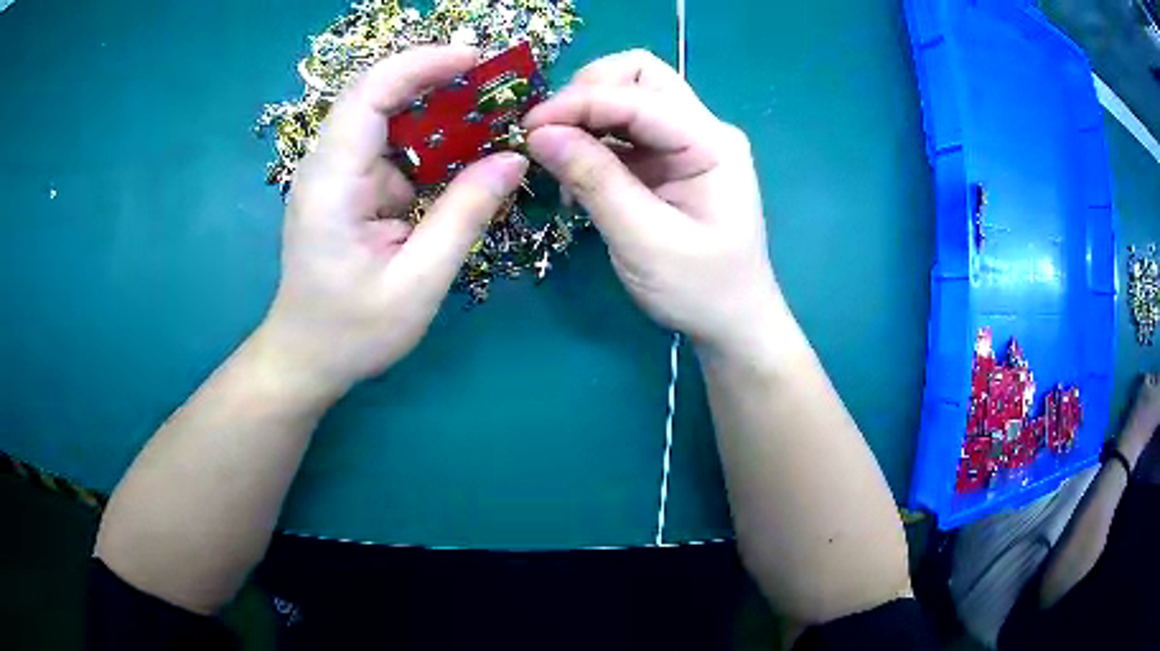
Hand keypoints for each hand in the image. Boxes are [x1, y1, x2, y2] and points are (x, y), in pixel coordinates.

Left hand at [254, 46, 528, 399]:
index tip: (476, 60)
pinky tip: (467, 153)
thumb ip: (464, 216)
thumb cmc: (352, 333)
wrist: (306, 358)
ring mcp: (336, 174)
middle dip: (438, 79)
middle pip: (378, 95)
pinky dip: (432, 143)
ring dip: (440, 110)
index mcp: (331, 184)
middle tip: (497, 85)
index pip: (369, 94)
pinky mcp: (349, 186)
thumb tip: (514, 159)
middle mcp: (327, 166)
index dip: (421, 65)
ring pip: (388, 118)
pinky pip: (393, 148)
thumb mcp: (416, 284)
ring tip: (494, 115)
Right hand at [524, 50, 779, 355]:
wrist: (732, 323)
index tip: (528, 129)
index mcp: (711, 143)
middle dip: (585, 94)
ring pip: (627, 98)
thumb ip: (594, 181)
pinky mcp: (668, 161)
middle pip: (638, 76)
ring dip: (584, 116)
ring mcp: (686, 143)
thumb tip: (539, 135)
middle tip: (546, 133)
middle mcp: (702, 130)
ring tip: (554, 157)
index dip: (579, 102)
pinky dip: (591, 140)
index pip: (639, 95)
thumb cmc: (700, 290)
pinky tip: (573, 173)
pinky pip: (623, 131)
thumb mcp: (644, 241)